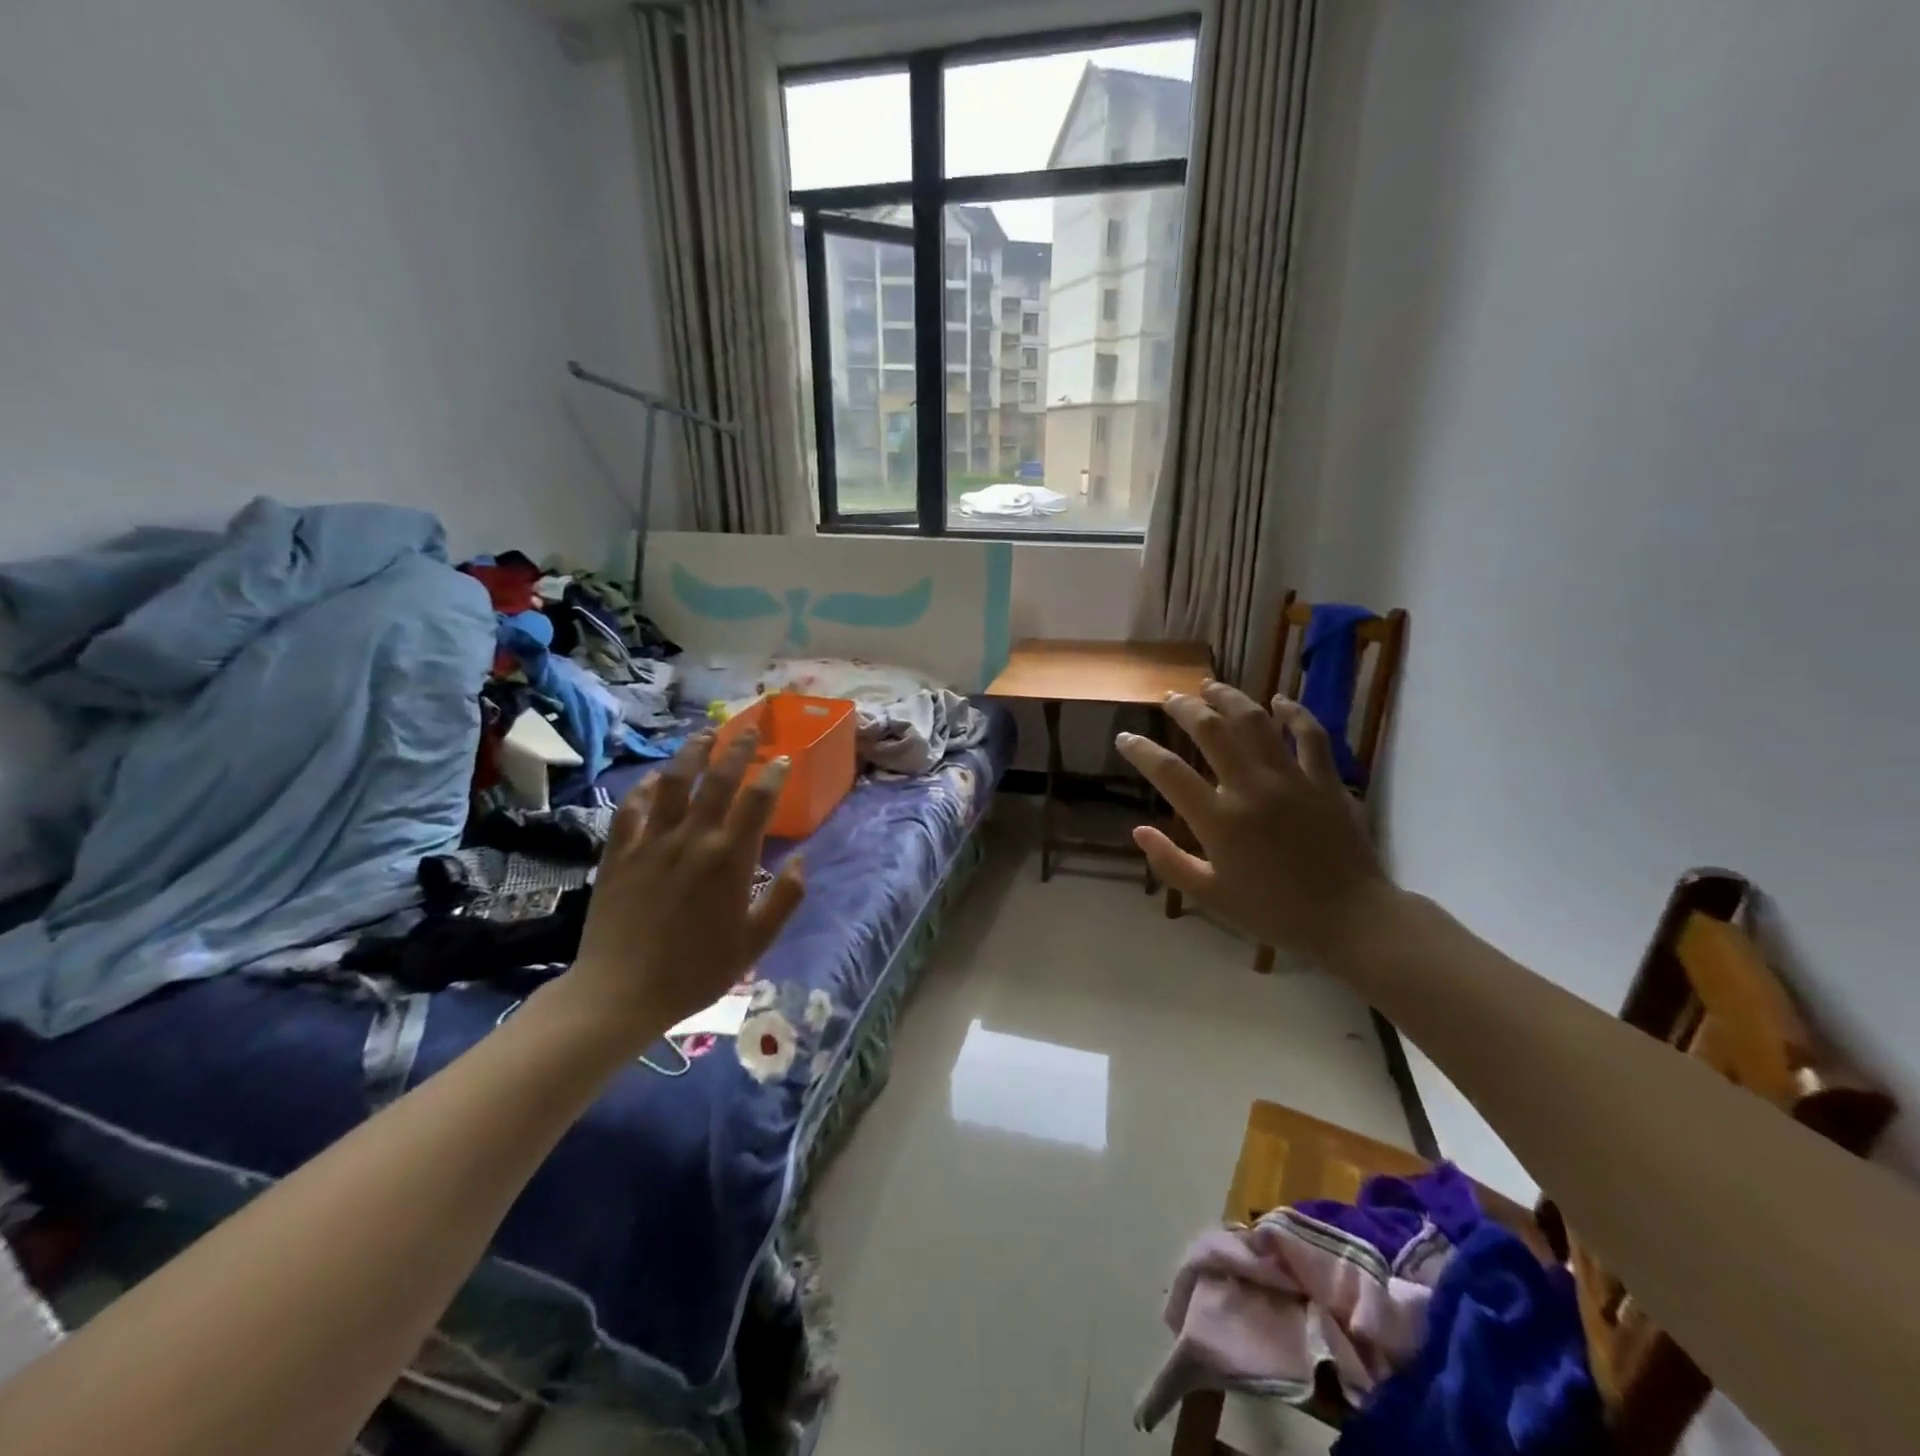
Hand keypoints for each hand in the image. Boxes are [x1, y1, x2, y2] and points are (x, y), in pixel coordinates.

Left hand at [565, 731, 805, 1044]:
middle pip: (718, 779)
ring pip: (673, 782)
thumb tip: (800, 860)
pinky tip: (654, 780)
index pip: (758, 800)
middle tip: (749, 730)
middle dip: (737, 749)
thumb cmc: (696, 971)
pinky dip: (645, 788)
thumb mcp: (755, 943)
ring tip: (704, 734)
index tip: (783, 760)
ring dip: (691, 753)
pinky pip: (632, 808)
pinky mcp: (619, 852)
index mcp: (730, 858)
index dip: (773, 774)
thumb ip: (784, 899)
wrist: (620, 994)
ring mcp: (651, 842)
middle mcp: (692, 838)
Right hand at [1116, 682, 1393, 961]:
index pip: (1167, 772)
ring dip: (1230, 698)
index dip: (1140, 750)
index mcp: (1219, 820)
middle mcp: (1251, 788)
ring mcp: (1291, 779)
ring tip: (1211, 687)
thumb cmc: (1274, 912)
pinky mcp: (1326, 780)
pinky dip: (1294, 713)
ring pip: (1256, 721)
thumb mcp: (1211, 896)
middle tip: (1169, 698)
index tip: (1125, 738)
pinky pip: (1310, 735)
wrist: (1350, 920)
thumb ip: (1170, 862)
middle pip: (1210, 730)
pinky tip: (1280, 701)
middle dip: (1184, 708)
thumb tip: (1139, 830)